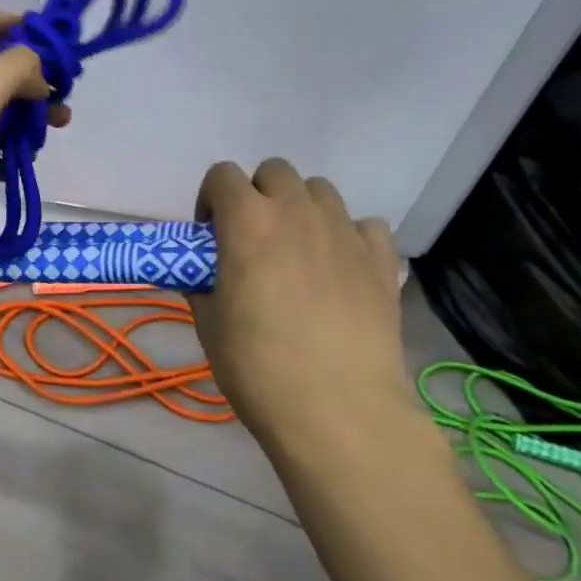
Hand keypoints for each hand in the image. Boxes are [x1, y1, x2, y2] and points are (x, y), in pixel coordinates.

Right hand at [190, 159, 412, 458]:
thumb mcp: (209, 325)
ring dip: (302, 208)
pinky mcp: (381, 259)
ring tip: (299, 252)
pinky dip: (349, 236)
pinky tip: (342, 269)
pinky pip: (364, 225)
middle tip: (254, 240)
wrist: (338, 409)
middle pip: (275, 171)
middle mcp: (297, 211)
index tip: (211, 236)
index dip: (211, 200)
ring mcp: (344, 231)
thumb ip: (200, 285)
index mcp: (247, 220)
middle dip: (259, 194)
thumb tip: (201, 275)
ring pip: (320, 190)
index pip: (222, 175)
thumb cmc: (258, 366)